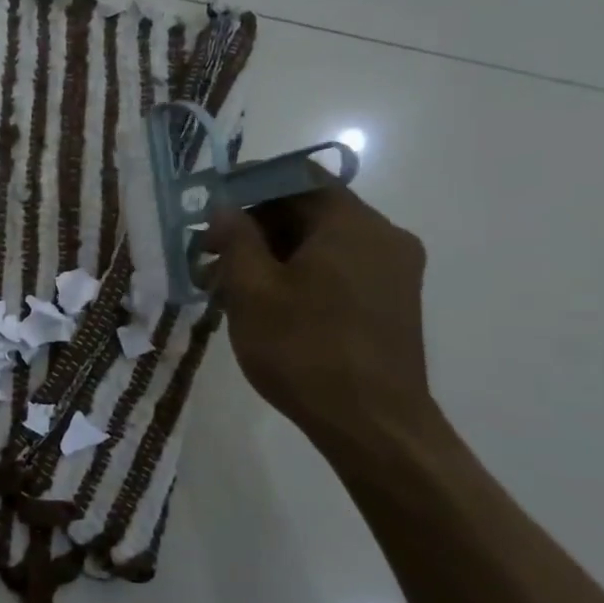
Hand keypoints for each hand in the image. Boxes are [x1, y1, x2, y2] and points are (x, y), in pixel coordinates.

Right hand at [200, 183, 431, 443]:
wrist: (373, 425)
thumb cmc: (305, 351)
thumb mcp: (252, 291)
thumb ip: (236, 240)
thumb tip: (225, 207)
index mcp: (351, 224)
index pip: (296, 177)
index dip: (249, 184)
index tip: (211, 206)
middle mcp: (382, 236)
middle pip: (310, 209)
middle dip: (256, 226)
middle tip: (210, 253)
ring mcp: (393, 271)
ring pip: (323, 243)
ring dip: (274, 253)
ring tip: (228, 284)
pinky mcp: (392, 302)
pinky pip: (340, 268)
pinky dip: (301, 273)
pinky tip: (267, 302)